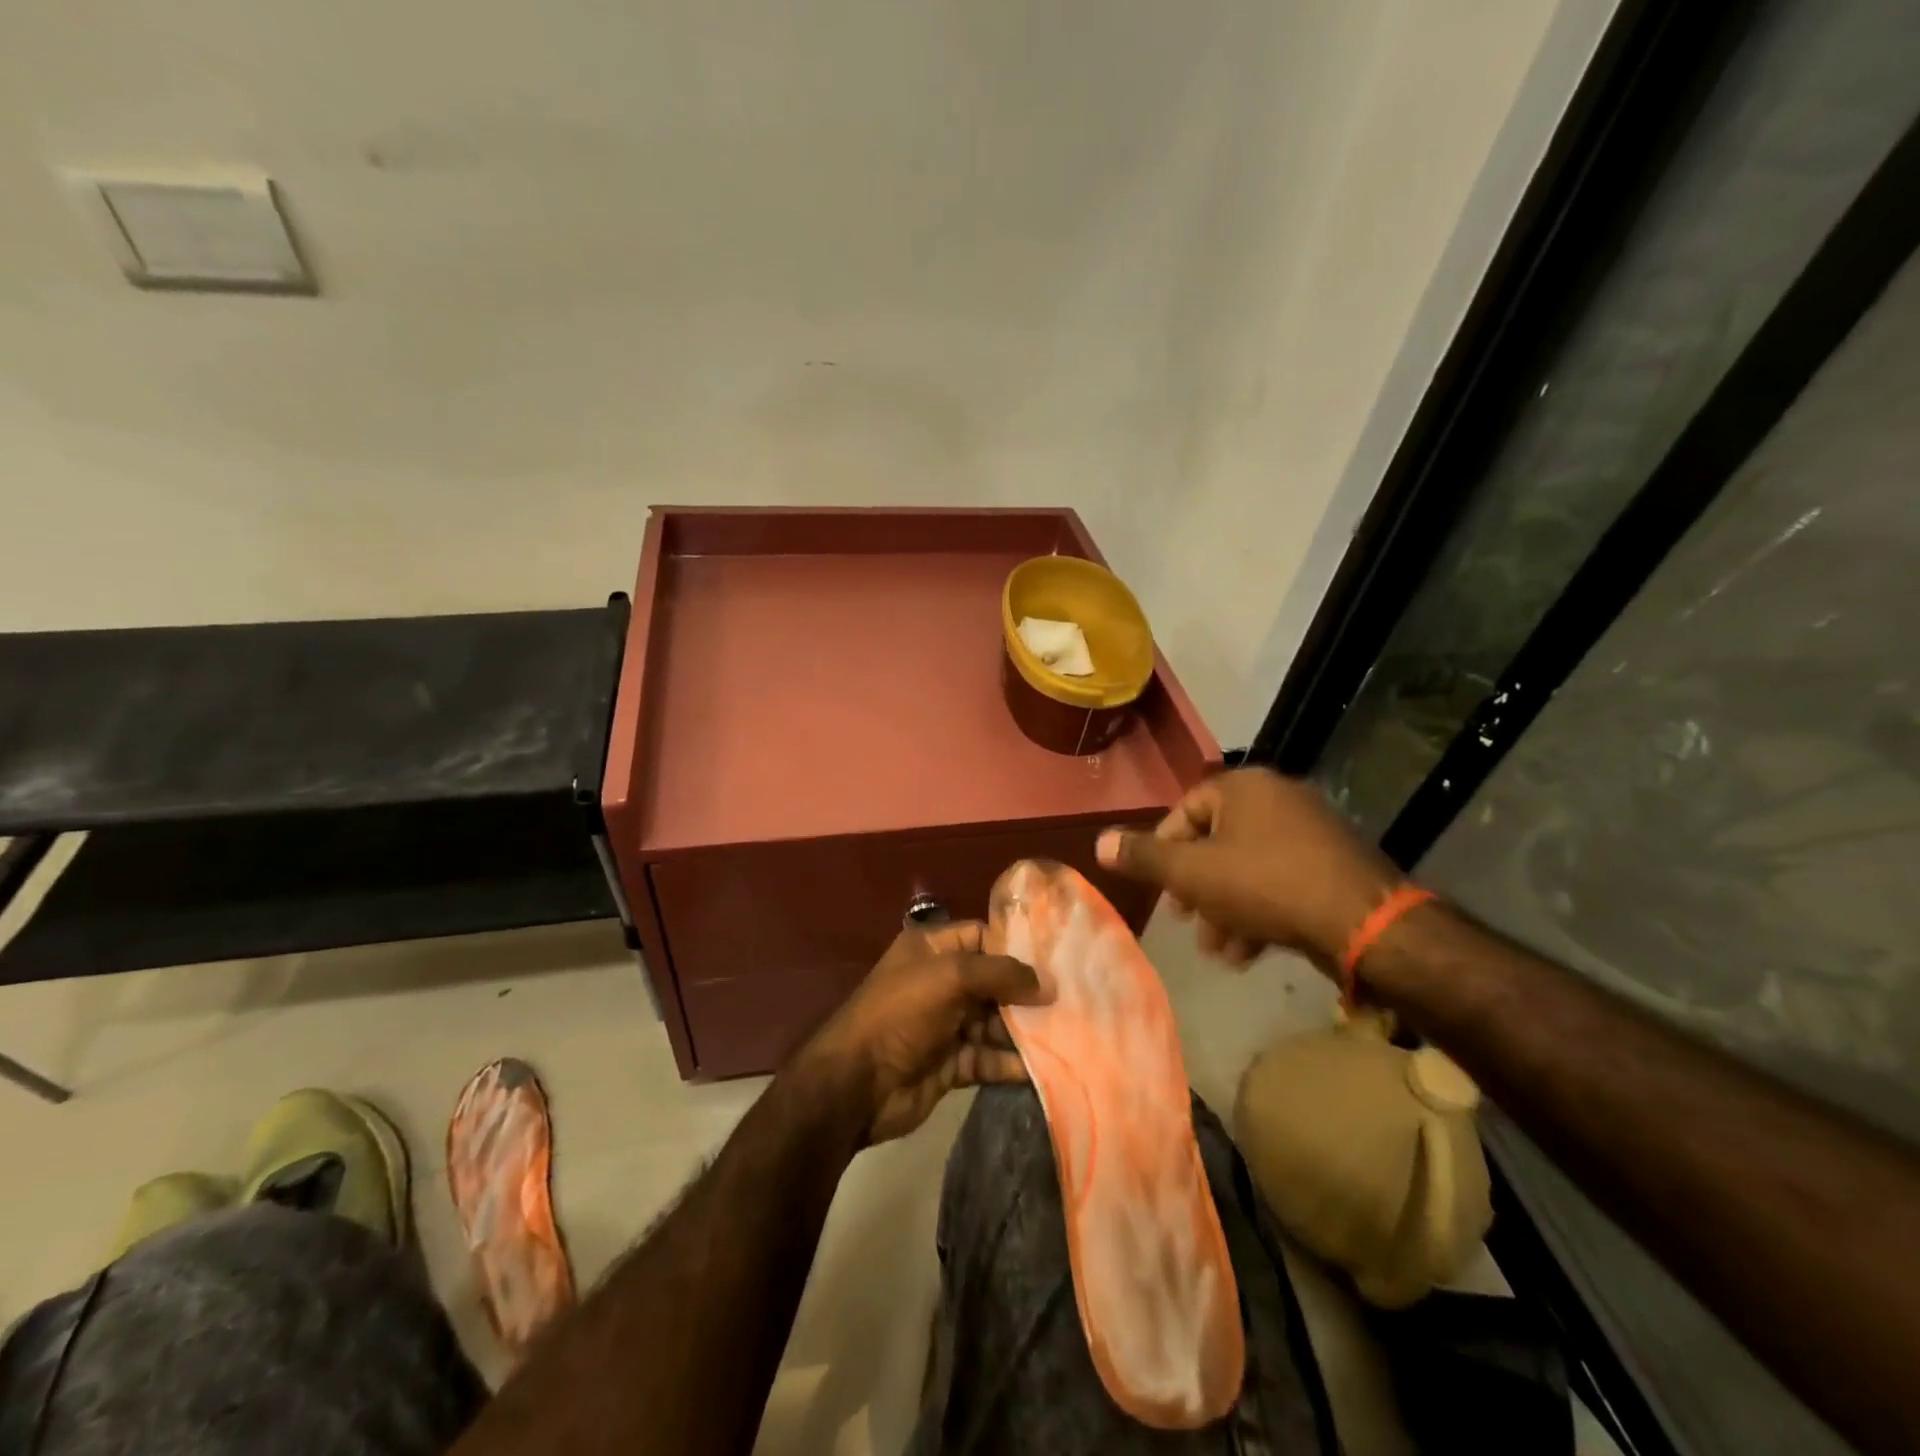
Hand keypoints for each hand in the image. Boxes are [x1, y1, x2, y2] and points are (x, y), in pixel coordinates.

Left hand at [800, 921, 1047, 1143]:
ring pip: (996, 1022)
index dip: (1017, 946)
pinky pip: (989, 1058)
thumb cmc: (901, 1013)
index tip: (1058, 959)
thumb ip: (1000, 973)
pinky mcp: (952, 1064)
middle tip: (1074, 999)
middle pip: (994, 981)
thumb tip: (1047, 984)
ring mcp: (946, 1024)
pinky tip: (1046, 1067)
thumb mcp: (950, 976)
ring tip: (1069, 1034)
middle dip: (1028, 992)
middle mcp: (941, 981)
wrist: (857, 1083)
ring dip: (1026, 1030)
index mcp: (933, 948)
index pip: (983, 937)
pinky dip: (1013, 1062)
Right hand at [1096, 767, 1401, 973]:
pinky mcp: (1333, 864)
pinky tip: (1248, 951)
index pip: (1186, 810)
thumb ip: (1144, 857)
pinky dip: (1259, 910)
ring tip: (1217, 949)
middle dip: (1196, 888)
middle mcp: (1278, 798)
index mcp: (1244, 787)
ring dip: (1224, 907)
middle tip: (1185, 920)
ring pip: (1248, 867)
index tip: (1159, 887)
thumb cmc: (1265, 885)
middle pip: (1217, 842)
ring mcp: (1311, 830)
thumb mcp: (1192, 873)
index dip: (1164, 849)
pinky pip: (1280, 880)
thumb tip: (1099, 843)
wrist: (1363, 923)